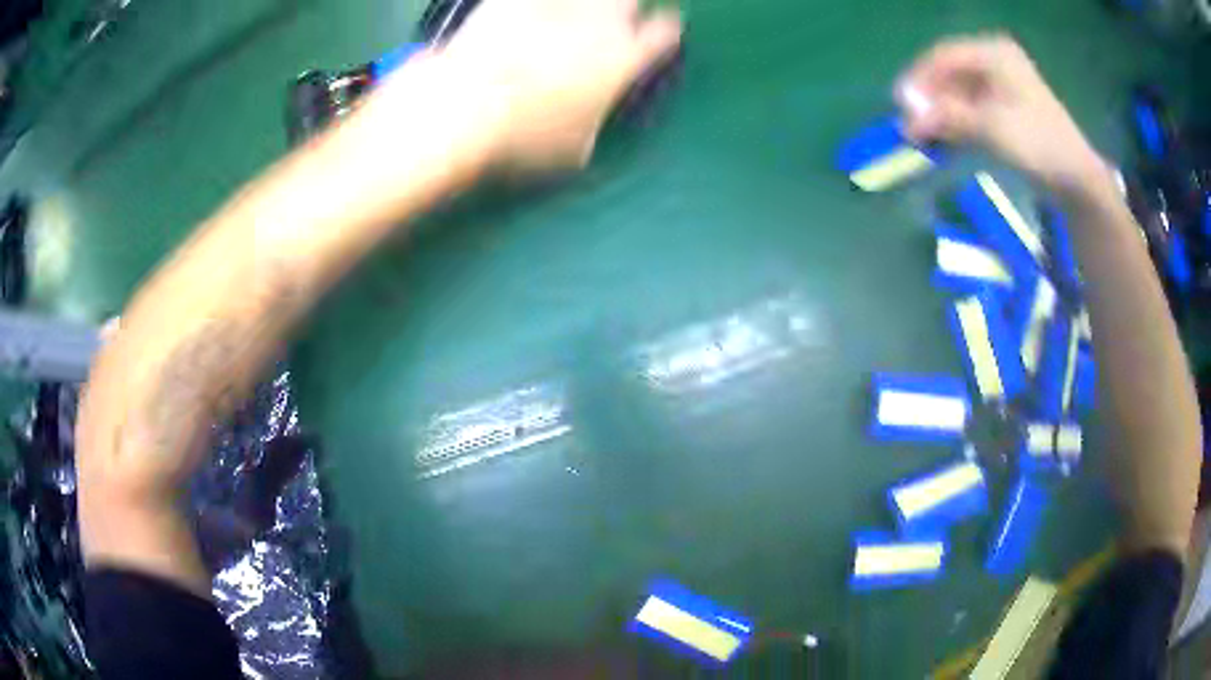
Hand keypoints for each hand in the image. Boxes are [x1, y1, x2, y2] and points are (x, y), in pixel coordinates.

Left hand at [417, 0, 681, 172]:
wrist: (467, 106)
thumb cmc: (525, 137)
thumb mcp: (573, 151)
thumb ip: (593, 125)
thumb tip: (590, 124)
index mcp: (624, 59)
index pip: (664, 33)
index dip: (664, 32)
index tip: (657, 35)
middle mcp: (600, 22)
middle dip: (624, 8)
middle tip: (607, 21)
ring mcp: (557, 4)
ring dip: (581, 5)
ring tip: (565, 18)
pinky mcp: (513, 0)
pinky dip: (533, 6)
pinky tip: (525, 14)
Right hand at [896, 35, 1107, 194]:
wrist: (1076, 179)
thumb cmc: (1037, 144)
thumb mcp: (990, 127)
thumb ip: (947, 117)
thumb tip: (907, 120)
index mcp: (993, 52)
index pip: (944, 56)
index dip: (919, 79)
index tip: (900, 104)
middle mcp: (995, 60)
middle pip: (950, 73)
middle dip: (930, 98)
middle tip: (911, 124)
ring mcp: (1002, 84)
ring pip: (959, 92)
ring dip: (941, 113)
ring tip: (924, 136)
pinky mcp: (1007, 108)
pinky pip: (972, 107)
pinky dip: (957, 122)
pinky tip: (945, 138)